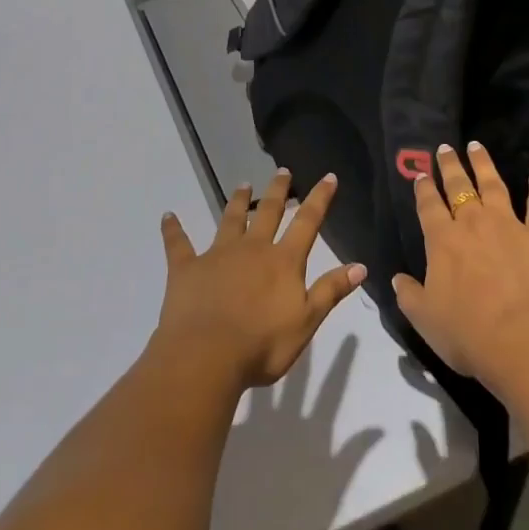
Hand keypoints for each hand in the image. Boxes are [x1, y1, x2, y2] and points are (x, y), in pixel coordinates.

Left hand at [156, 170, 366, 394]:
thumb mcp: (306, 322)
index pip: (307, 223)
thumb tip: (361, 265)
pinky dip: (173, 230)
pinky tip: (167, 217)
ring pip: (230, 219)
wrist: (206, 357)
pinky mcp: (187, 268)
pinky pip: (178, 244)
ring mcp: (218, 255)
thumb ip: (330, 291)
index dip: (320, 198)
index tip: (328, 176)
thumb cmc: (261, 345)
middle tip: (282, 171)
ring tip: (243, 185)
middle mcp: (253, 248)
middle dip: (278, 190)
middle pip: (268, 212)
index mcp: (283, 261)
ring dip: (238, 201)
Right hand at [392, 142, 528, 395]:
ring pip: (493, 185)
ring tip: (476, 145)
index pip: (429, 207)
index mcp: (442, 241)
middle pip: (459, 187)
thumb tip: (396, 278)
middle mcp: (473, 223)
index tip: (421, 175)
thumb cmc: (469, 334)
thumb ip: (409, 295)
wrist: (522, 340)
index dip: (424, 189)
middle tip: (445, 147)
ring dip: (483, 163)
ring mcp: (508, 224)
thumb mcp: (425, 320)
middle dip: (450, 166)